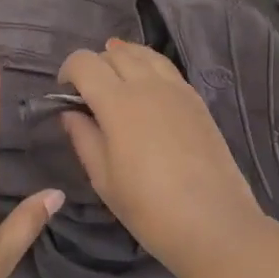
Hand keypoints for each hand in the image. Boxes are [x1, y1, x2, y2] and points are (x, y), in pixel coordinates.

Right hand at [57, 39, 268, 277]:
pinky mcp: (197, 101)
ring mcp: (177, 90)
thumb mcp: (103, 178)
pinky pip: (167, 69)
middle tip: (88, 93)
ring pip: (144, 54)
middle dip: (95, 65)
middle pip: (115, 53)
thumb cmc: (148, 207)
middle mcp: (147, 85)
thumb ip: (83, 138)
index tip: (64, 94)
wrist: (213, 224)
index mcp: (117, 102)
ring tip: (115, 81)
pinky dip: (149, 68)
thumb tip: (70, 113)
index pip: (85, 63)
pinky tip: (146, 91)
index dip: (68, 71)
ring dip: (123, 59)